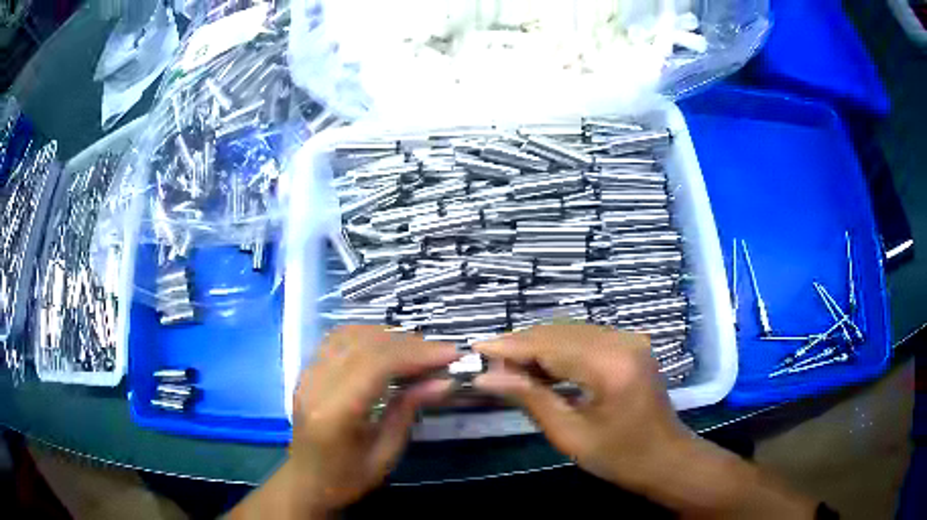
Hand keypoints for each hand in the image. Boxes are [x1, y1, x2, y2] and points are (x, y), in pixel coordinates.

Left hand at [288, 325, 459, 512]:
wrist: (306, 482)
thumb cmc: (347, 478)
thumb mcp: (385, 454)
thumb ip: (408, 411)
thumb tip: (443, 382)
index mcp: (335, 413)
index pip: (376, 365)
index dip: (416, 354)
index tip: (450, 354)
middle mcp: (316, 385)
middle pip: (364, 345)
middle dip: (408, 343)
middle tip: (440, 353)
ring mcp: (307, 375)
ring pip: (349, 334)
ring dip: (388, 336)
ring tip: (418, 350)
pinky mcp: (306, 371)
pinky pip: (337, 340)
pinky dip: (366, 336)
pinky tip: (386, 347)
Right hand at [474, 324, 816, 518]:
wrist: (666, 458)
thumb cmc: (620, 457)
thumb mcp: (570, 435)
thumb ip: (530, 399)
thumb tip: (487, 377)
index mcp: (610, 365)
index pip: (549, 345)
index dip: (510, 347)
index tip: (475, 350)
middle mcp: (622, 341)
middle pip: (558, 332)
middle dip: (520, 346)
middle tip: (488, 364)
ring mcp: (629, 339)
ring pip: (569, 332)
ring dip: (537, 347)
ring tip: (508, 368)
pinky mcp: (629, 345)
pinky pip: (584, 338)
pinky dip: (558, 350)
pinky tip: (540, 368)